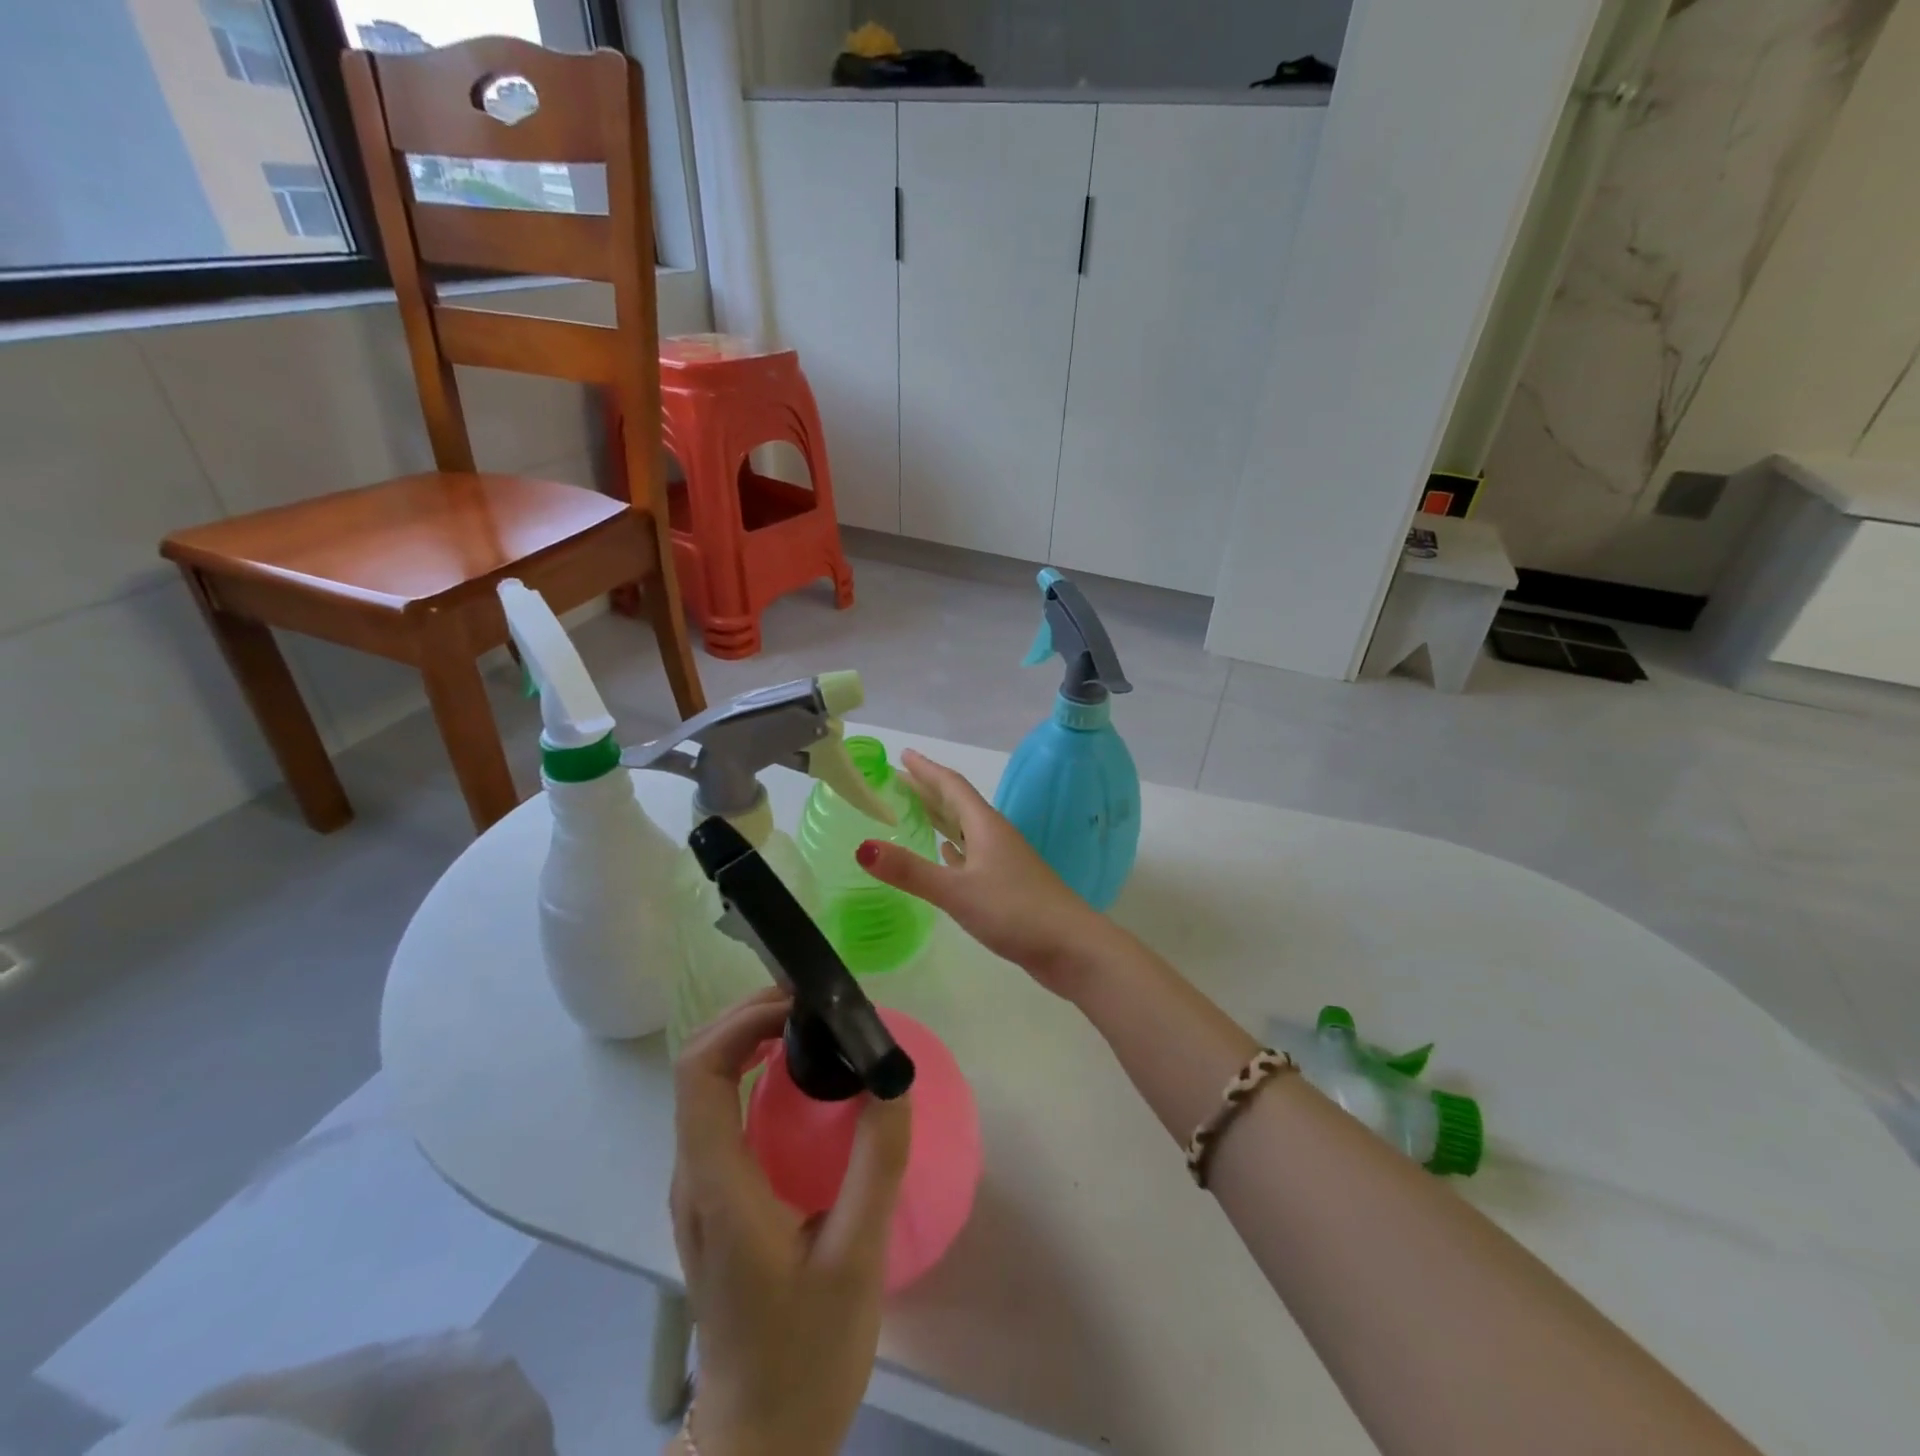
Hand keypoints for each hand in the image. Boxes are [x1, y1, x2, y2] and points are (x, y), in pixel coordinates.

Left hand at [668, 990, 910, 1455]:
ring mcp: (699, 1190)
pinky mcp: (713, 1201)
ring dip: (748, 1040)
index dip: (741, 1022)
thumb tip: (893, 1077)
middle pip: (697, 1068)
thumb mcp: (857, 1259)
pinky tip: (798, 1077)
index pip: (699, 1073)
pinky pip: (720, 1111)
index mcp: (718, 1186)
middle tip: (812, 1003)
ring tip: (810, 1024)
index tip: (798, 1003)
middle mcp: (694, 1177)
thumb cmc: (806, 1356)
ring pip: (704, 1086)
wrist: (760, 1441)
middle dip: (747, 1019)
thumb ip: (876, 1164)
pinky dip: (751, 1072)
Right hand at [857, 750, 1111, 997]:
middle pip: (957, 803)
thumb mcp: (957, 891)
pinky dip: (954, 848)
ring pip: (965, 828)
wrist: (1070, 946)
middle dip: (927, 790)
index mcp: (985, 825)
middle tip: (897, 781)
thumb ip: (910, 871)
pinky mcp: (1008, 883)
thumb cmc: (1015, 911)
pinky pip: (973, 854)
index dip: (926, 769)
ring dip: (940, 817)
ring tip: (913, 812)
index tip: (902, 755)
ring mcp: (1004, 860)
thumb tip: (862, 848)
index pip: (952, 785)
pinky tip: (946, 854)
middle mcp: (995, 835)